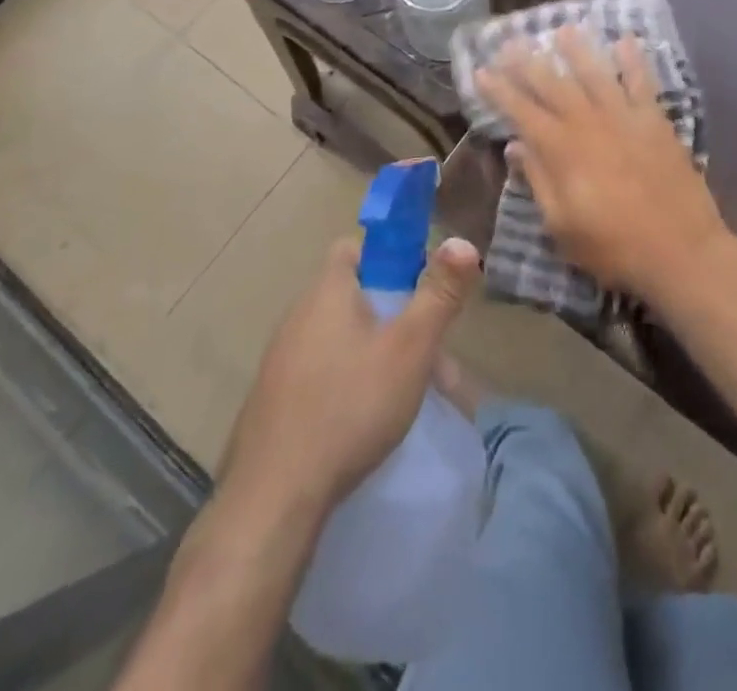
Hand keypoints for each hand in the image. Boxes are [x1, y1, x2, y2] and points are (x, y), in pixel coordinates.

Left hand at [220, 234, 481, 521]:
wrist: (274, 496)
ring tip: (409, 397)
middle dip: (397, 320)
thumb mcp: (409, 347)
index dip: (389, 259)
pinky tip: (366, 423)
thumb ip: (439, 294)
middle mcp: (298, 315)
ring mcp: (281, 359)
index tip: (419, 290)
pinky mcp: (274, 400)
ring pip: (341, 340)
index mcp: (327, 291)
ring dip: (377, 356)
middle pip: (355, 298)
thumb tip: (462, 241)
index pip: (354, 248)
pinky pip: (322, 374)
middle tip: (431, 360)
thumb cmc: (350, 405)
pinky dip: (349, 384)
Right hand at [476, 26, 728, 301]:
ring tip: (562, 28)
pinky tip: (625, 40)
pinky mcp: (655, 120)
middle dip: (528, 62)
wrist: (681, 251)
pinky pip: (642, 82)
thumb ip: (537, 180)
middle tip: (510, 41)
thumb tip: (515, 145)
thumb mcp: (561, 225)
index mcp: (561, 149)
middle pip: (553, 84)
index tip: (481, 70)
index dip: (498, 90)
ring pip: (595, 73)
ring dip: (577, 50)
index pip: (521, 111)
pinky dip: (633, 60)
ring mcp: (624, 117)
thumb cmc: (613, 246)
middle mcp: (588, 123)